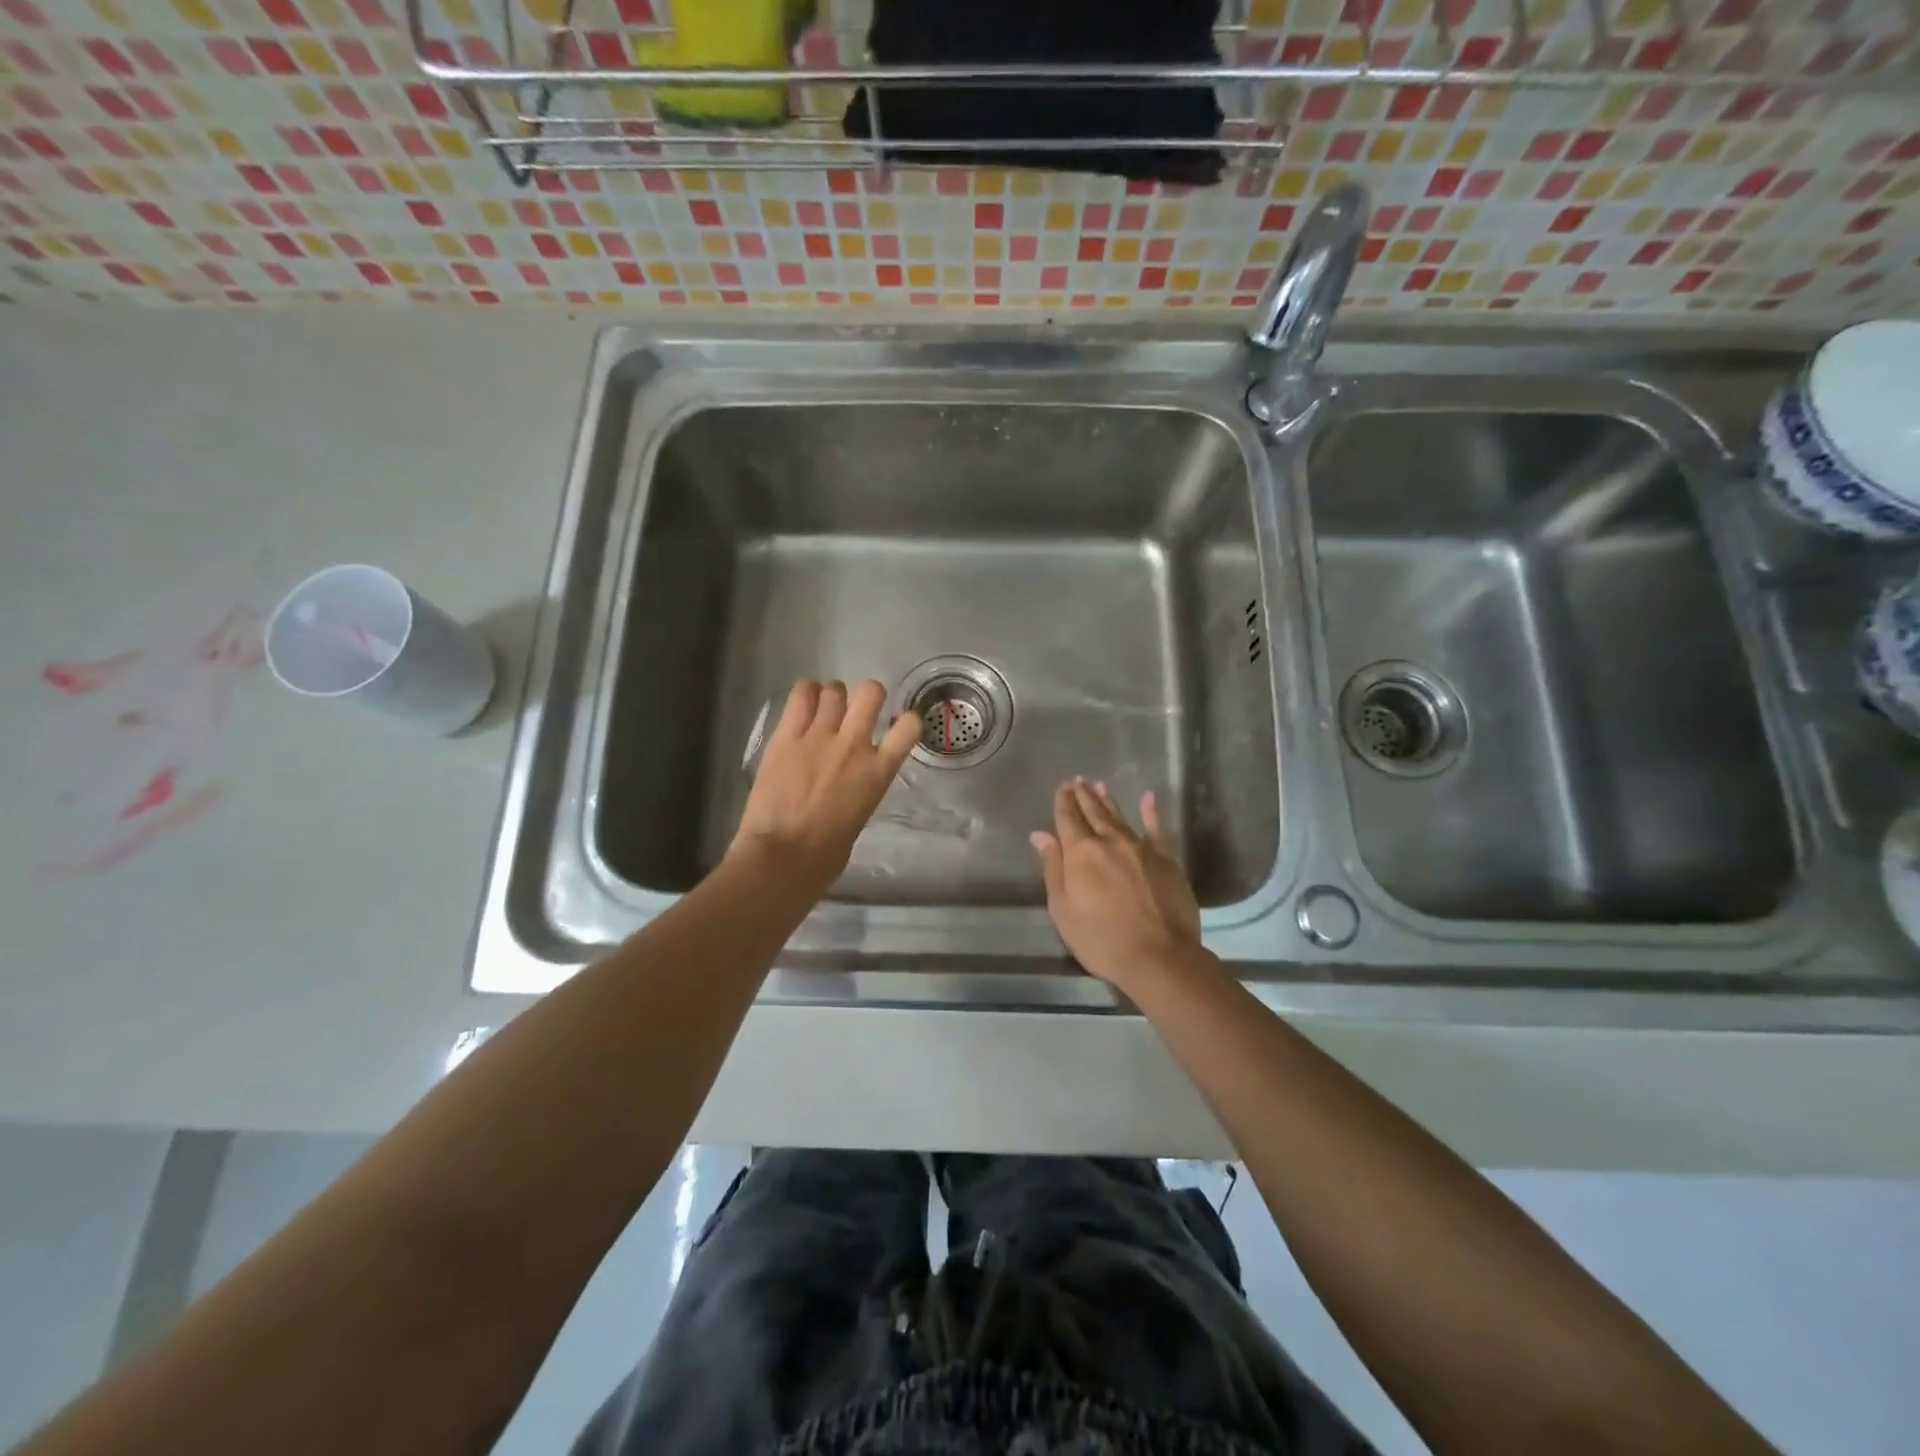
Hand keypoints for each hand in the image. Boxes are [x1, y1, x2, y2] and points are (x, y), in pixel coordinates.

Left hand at [730, 679, 920, 897]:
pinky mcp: (786, 736)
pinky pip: (800, 696)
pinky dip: (806, 693)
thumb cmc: (825, 855)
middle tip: (858, 708)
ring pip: (834, 690)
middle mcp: (854, 745)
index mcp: (878, 772)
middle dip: (869, 695)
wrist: (783, 857)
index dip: (907, 720)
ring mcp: (819, 736)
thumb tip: (850, 785)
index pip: (909, 727)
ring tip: (825, 706)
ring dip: (833, 695)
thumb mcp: (859, 818)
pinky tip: (804, 701)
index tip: (899, 724)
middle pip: (871, 693)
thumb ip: (860, 791)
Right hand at [1030, 779, 1207, 993]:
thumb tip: (1041, 835)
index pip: (1068, 819)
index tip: (1062, 787)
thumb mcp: (1063, 909)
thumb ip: (1053, 868)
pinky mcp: (1166, 858)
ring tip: (1099, 786)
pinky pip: (1157, 828)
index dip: (1063, 802)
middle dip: (1083, 796)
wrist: (1159, 956)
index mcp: (1081, 852)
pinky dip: (1151, 812)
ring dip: (1108, 800)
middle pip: (1093, 812)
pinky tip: (1148, 798)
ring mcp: (1140, 847)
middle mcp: (1109, 841)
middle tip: (1078, 780)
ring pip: (1120, 816)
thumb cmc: (1101, 939)